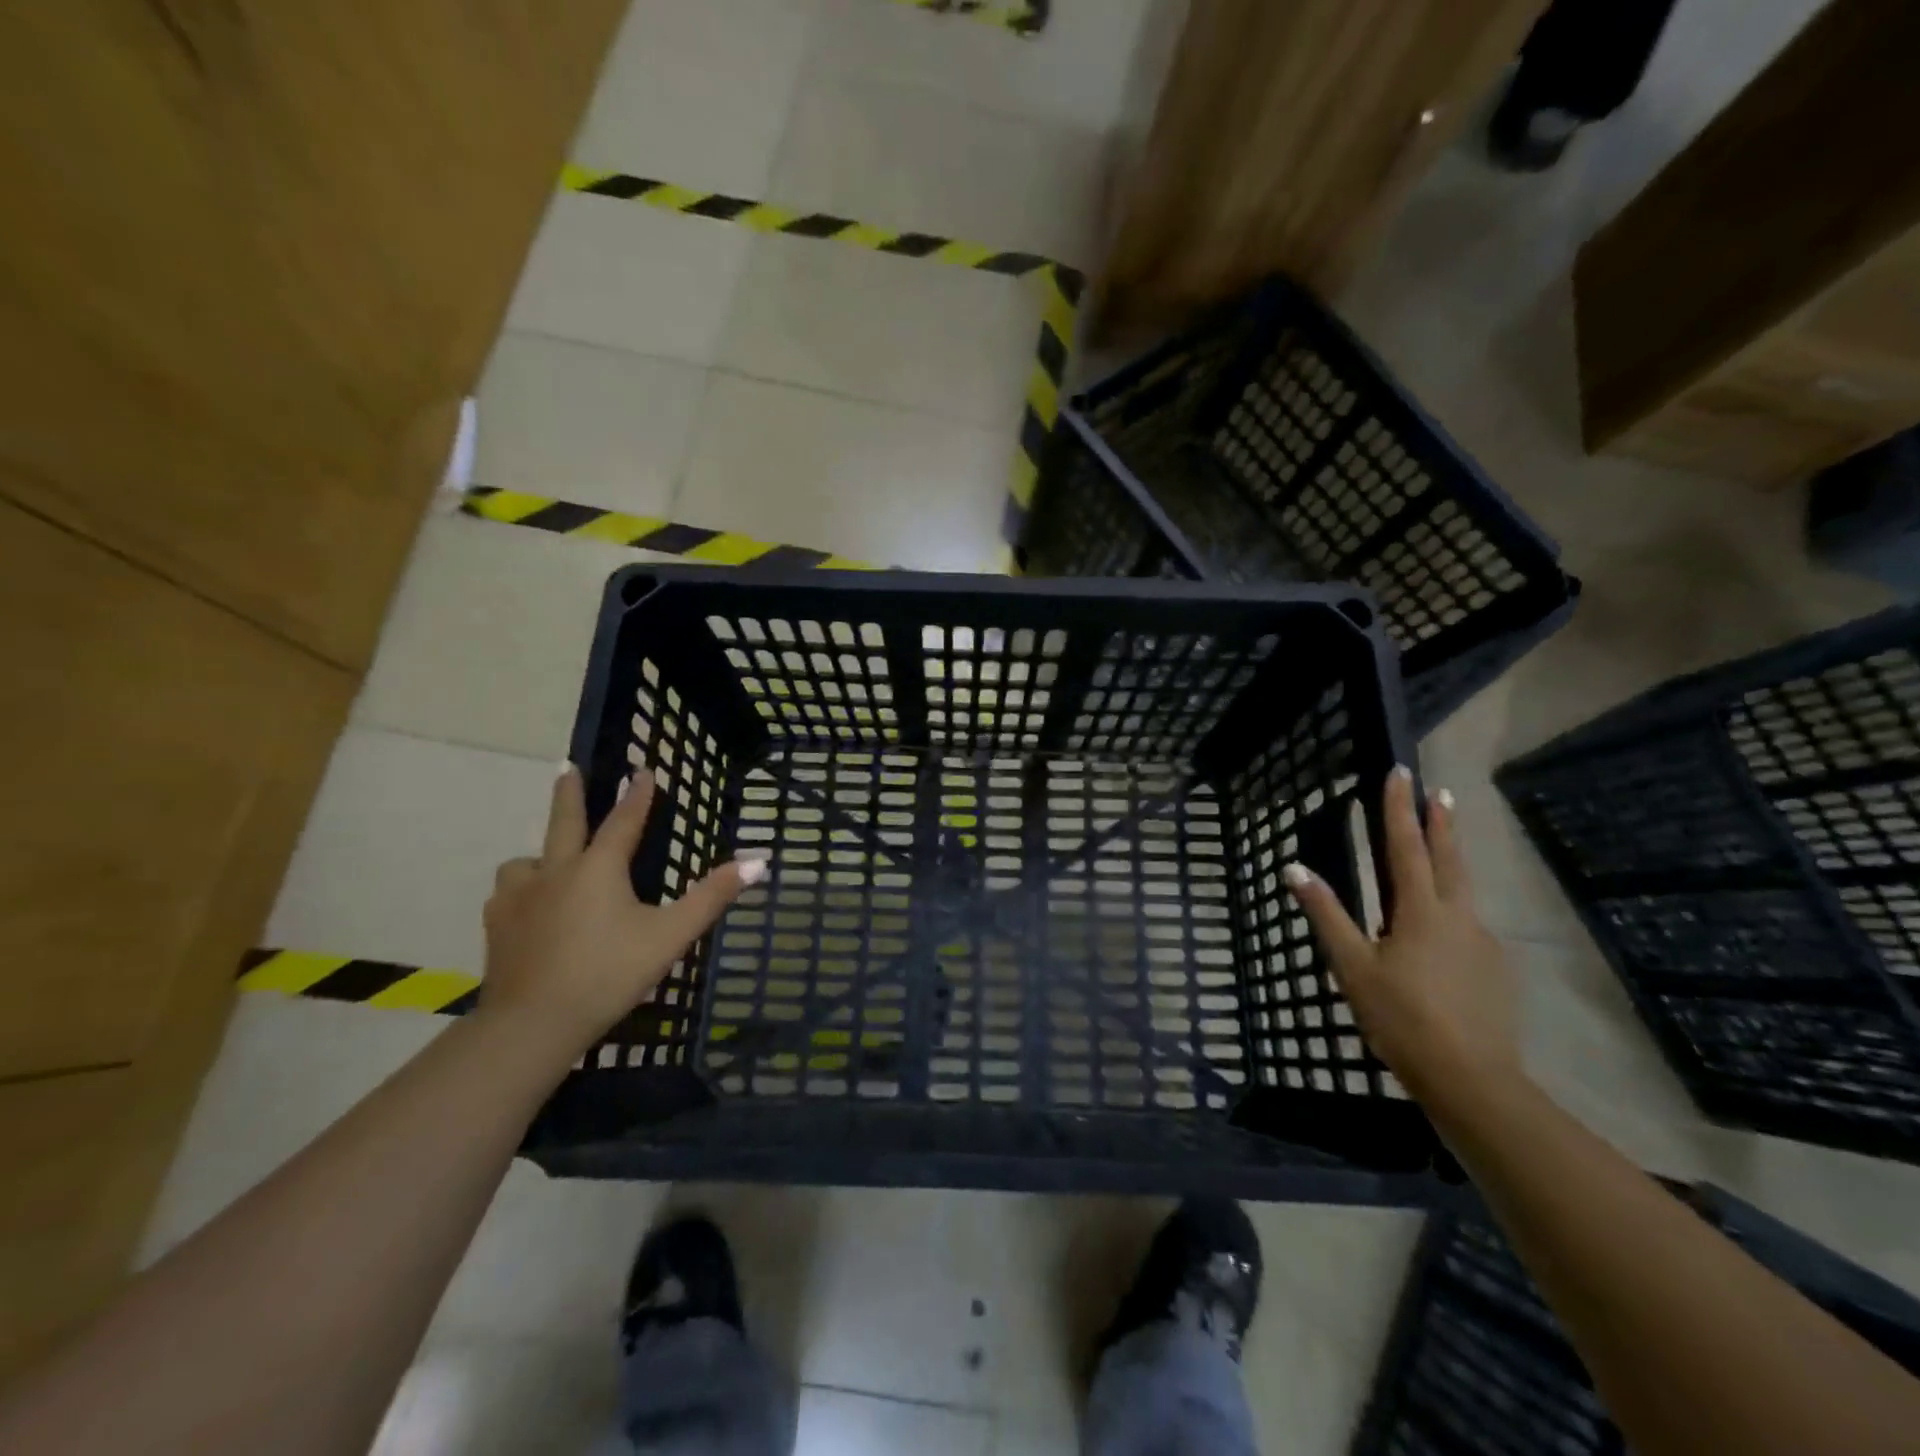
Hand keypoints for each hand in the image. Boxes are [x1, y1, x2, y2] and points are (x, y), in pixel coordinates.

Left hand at [480, 764, 765, 1060]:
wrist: (532, 1024)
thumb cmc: (608, 974)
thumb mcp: (670, 936)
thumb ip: (712, 897)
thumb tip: (757, 862)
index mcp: (599, 869)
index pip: (624, 821)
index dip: (638, 796)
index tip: (643, 770)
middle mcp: (556, 872)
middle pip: (564, 822)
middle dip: (570, 793)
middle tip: (567, 767)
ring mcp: (519, 898)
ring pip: (526, 860)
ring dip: (542, 852)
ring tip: (549, 860)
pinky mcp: (497, 926)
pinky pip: (507, 893)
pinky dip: (521, 889)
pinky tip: (527, 905)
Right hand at [1282, 767, 1524, 1110]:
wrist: (1472, 1080)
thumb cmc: (1401, 1018)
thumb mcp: (1352, 966)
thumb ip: (1326, 914)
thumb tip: (1295, 868)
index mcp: (1421, 912)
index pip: (1405, 846)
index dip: (1399, 809)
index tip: (1399, 773)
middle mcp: (1458, 917)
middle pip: (1450, 859)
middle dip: (1442, 823)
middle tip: (1441, 792)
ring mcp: (1484, 944)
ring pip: (1465, 890)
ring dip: (1452, 860)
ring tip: (1443, 847)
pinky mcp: (1496, 971)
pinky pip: (1471, 926)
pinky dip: (1455, 908)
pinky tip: (1445, 929)